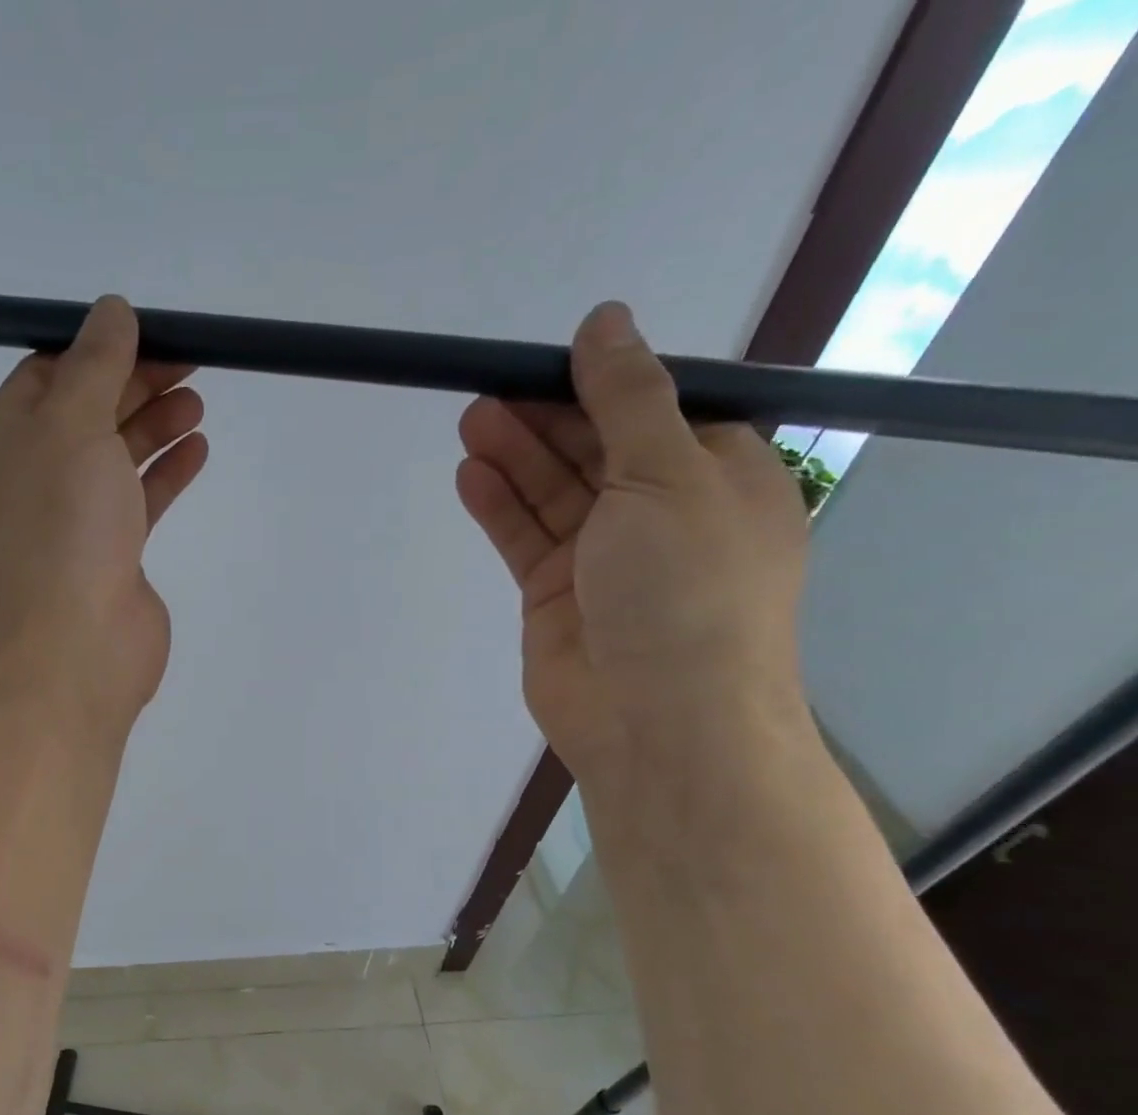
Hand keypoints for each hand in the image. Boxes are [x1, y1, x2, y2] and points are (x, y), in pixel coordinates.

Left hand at [0, 297, 207, 725]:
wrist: (73, 646)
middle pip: (88, 413)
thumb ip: (95, 365)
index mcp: (6, 440)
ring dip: (155, 425)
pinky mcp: (110, 556)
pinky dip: (165, 473)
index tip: (149, 331)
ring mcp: (73, 521)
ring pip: (115, 457)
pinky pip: (138, 500)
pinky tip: (198, 449)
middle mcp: (34, 477)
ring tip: (199, 402)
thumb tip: (112, 311)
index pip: (47, 375)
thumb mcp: (72, 425)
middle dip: (136, 383)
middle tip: (191, 361)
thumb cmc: (62, 527)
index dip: (96, 348)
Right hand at [456, 302, 811, 786]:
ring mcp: (605, 559)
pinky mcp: (556, 597)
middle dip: (545, 418)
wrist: (660, 722)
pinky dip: (500, 508)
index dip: (602, 382)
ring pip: (553, 494)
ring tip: (471, 420)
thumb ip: (628, 398)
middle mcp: (662, 514)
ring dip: (515, 457)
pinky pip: (525, 539)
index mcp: (717, 476)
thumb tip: (605, 320)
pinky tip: (471, 476)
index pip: (656, 410)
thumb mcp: (668, 475)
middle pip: (595, 449)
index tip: (547, 359)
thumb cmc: (685, 589)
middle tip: (490, 389)